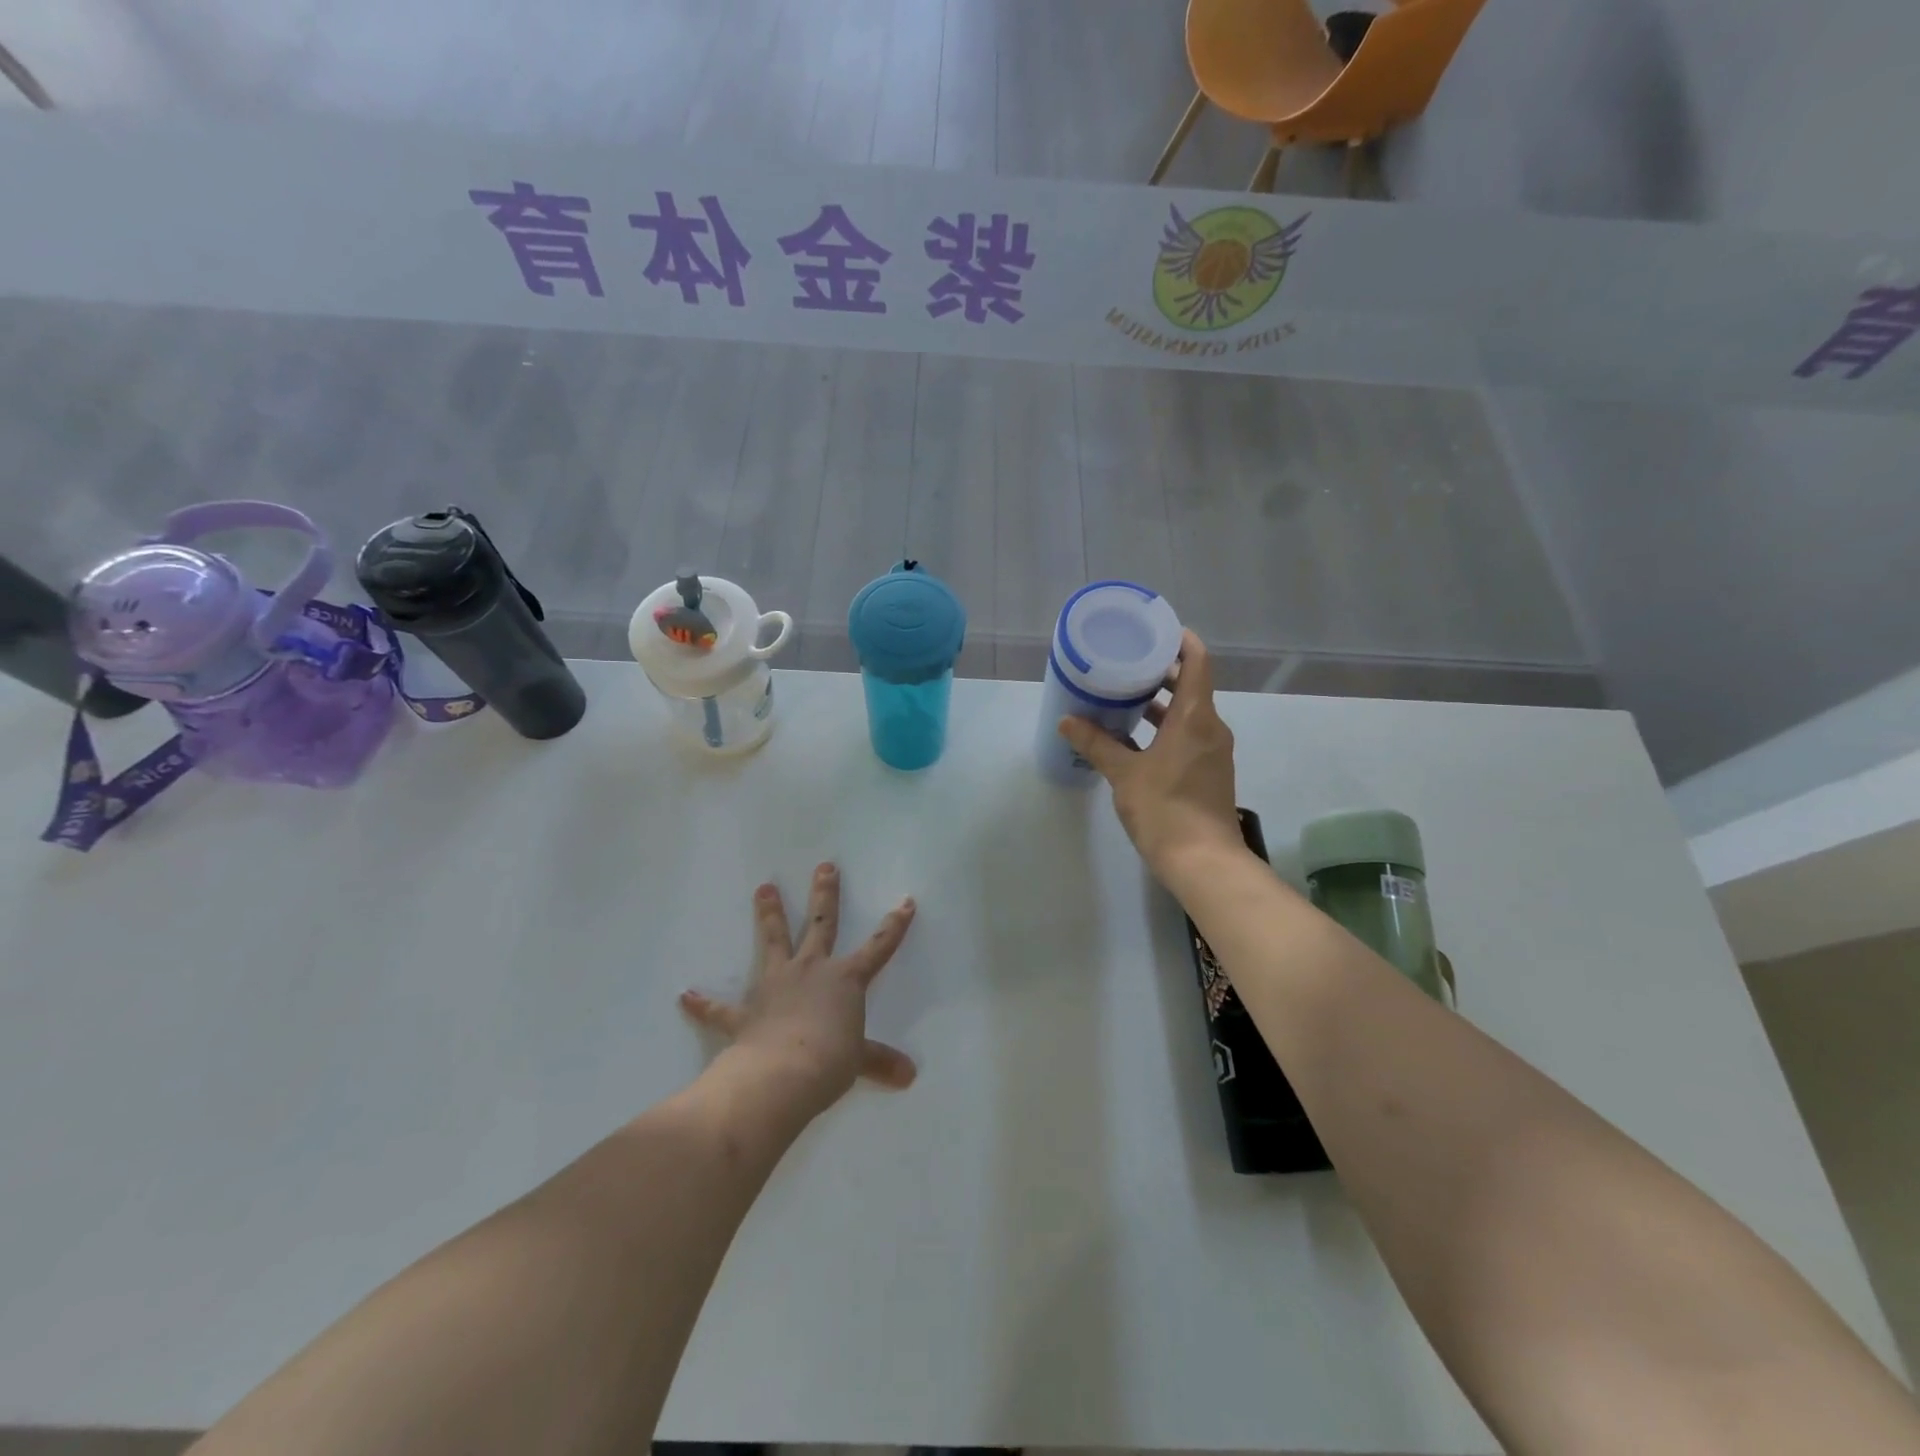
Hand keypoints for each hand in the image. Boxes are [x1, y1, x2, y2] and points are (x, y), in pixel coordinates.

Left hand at [680, 864, 916, 1117]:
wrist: (782, 1074)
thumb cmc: (830, 1061)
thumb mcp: (860, 1061)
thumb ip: (881, 1061)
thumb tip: (909, 1076)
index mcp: (845, 979)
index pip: (879, 946)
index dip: (894, 925)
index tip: (905, 901)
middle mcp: (811, 970)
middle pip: (820, 924)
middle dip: (825, 894)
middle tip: (825, 866)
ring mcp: (776, 985)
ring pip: (774, 940)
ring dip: (769, 914)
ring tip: (763, 888)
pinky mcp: (746, 1011)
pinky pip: (720, 1007)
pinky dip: (703, 1003)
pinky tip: (685, 996)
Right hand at [1058, 630, 1245, 886]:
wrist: (1202, 861)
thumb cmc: (1165, 809)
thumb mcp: (1124, 774)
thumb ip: (1096, 744)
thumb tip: (1067, 720)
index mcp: (1195, 717)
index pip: (1197, 661)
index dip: (1180, 640)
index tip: (1154, 630)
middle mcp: (1211, 727)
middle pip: (1192, 684)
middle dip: (1161, 671)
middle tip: (1126, 662)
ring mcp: (1212, 751)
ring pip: (1188, 713)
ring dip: (1161, 702)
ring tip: (1123, 696)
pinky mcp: (1208, 771)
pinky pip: (1188, 735)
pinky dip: (1165, 727)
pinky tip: (1134, 737)